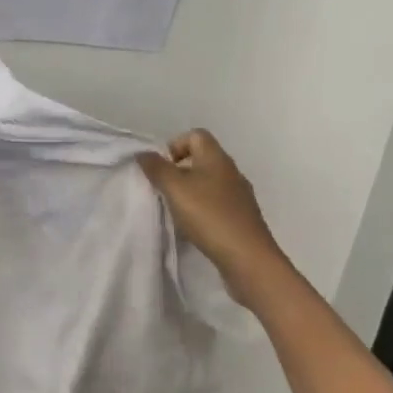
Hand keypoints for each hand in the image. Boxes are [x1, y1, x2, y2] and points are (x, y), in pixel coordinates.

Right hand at [138, 130, 279, 290]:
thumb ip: (157, 168)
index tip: (162, 168)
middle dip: (179, 171)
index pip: (196, 135)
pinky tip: (195, 227)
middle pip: (202, 158)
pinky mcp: (242, 217)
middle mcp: (231, 171)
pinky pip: (218, 203)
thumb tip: (144, 153)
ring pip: (209, 182)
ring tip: (177, 211)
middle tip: (165, 191)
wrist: (248, 258)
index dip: (175, 145)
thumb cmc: (209, 215)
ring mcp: (240, 195)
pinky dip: (203, 209)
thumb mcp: (175, 189)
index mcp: (217, 158)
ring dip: (191, 192)